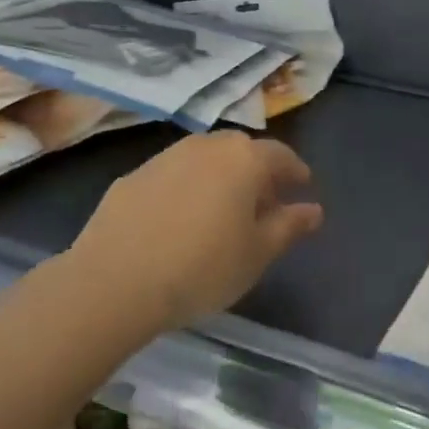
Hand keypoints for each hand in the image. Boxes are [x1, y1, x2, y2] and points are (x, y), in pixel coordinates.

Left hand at [71, 132, 322, 330]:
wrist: (114, 281)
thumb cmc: (202, 268)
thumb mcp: (258, 253)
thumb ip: (289, 226)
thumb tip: (313, 210)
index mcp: (243, 159)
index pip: (280, 155)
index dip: (295, 171)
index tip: (302, 188)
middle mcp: (205, 147)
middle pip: (240, 151)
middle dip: (257, 172)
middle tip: (264, 203)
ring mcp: (164, 158)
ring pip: (204, 160)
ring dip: (219, 178)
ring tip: (222, 212)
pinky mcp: (132, 177)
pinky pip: (172, 176)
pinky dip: (186, 189)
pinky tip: (179, 221)